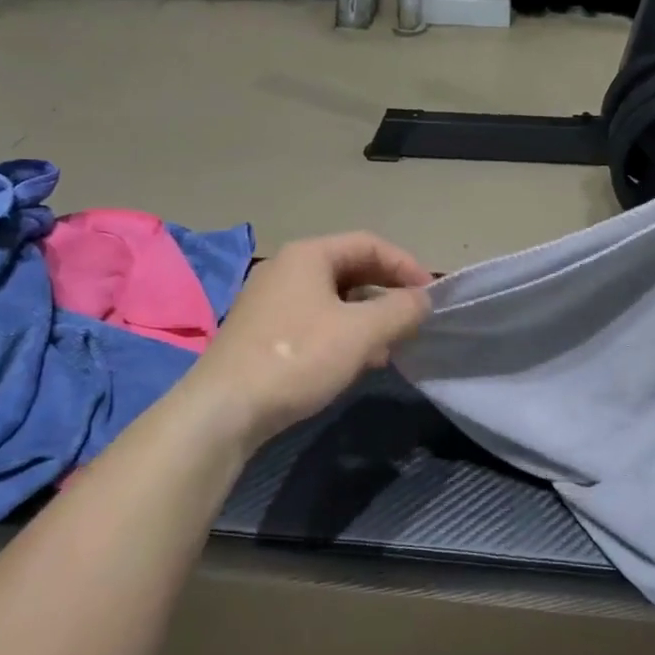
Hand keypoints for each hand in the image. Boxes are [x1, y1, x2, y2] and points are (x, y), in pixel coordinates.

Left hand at [178, 232, 432, 449]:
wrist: (224, 410)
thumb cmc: (298, 357)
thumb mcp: (361, 333)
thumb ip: (401, 311)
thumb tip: (423, 300)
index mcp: (308, 255)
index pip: (369, 244)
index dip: (406, 265)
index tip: (431, 295)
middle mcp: (286, 269)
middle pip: (351, 269)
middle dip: (387, 292)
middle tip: (414, 318)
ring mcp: (270, 301)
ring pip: (334, 299)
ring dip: (368, 317)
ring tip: (391, 345)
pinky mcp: (262, 333)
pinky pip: (315, 321)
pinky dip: (343, 333)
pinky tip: (357, 362)